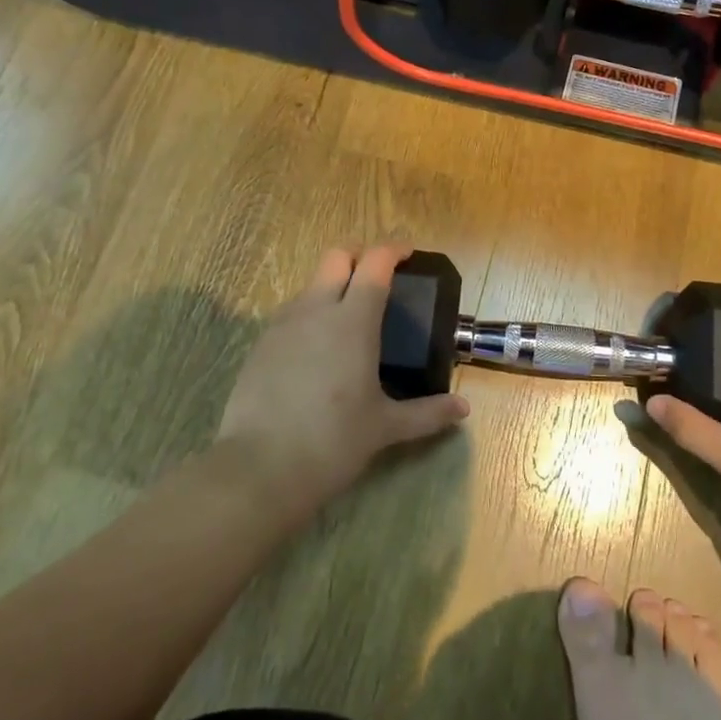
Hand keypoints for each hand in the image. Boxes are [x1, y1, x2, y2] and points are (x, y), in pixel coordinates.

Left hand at [213, 243, 468, 510]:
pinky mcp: (260, 344)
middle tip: (379, 278)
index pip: (375, 263)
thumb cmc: (332, 441)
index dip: (393, 250)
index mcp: (353, 320)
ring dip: (333, 285)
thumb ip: (427, 413)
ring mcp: (283, 325)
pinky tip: (319, 349)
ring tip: (350, 318)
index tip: (408, 254)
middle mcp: (316, 310)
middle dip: (360, 256)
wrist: (258, 469)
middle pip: (336, 256)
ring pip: (311, 283)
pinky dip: (311, 313)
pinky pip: (291, 312)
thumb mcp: (385, 427)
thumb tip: (462, 408)